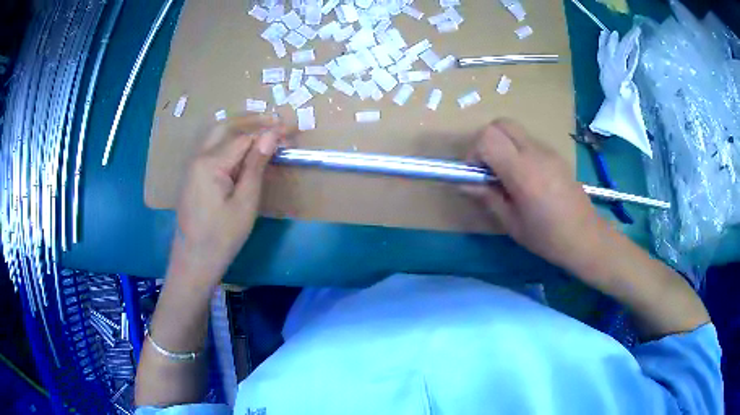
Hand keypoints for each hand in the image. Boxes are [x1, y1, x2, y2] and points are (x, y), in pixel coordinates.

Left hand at [168, 115, 290, 285]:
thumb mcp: (245, 203)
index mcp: (210, 163)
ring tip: (264, 129)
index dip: (269, 131)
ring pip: (217, 134)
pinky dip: (230, 139)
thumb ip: (256, 165)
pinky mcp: (193, 174)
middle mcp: (198, 157)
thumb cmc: (222, 237)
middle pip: (226, 126)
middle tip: (278, 123)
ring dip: (240, 127)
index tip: (292, 130)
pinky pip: (212, 147)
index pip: (244, 137)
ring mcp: (193, 165)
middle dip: (253, 121)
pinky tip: (243, 146)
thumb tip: (271, 135)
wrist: (194, 260)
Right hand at [463, 119, 608, 273]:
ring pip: (515, 131)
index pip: (488, 137)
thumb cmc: (547, 237)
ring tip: (507, 177)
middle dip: (487, 141)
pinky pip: (529, 142)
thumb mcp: (511, 222)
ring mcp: (548, 151)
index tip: (476, 174)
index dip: (474, 152)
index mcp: (523, 171)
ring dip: (503, 146)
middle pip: (501, 124)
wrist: (586, 237)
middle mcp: (535, 153)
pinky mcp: (556, 155)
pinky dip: (518, 151)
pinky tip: (526, 179)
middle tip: (488, 169)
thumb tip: (463, 183)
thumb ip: (487, 196)